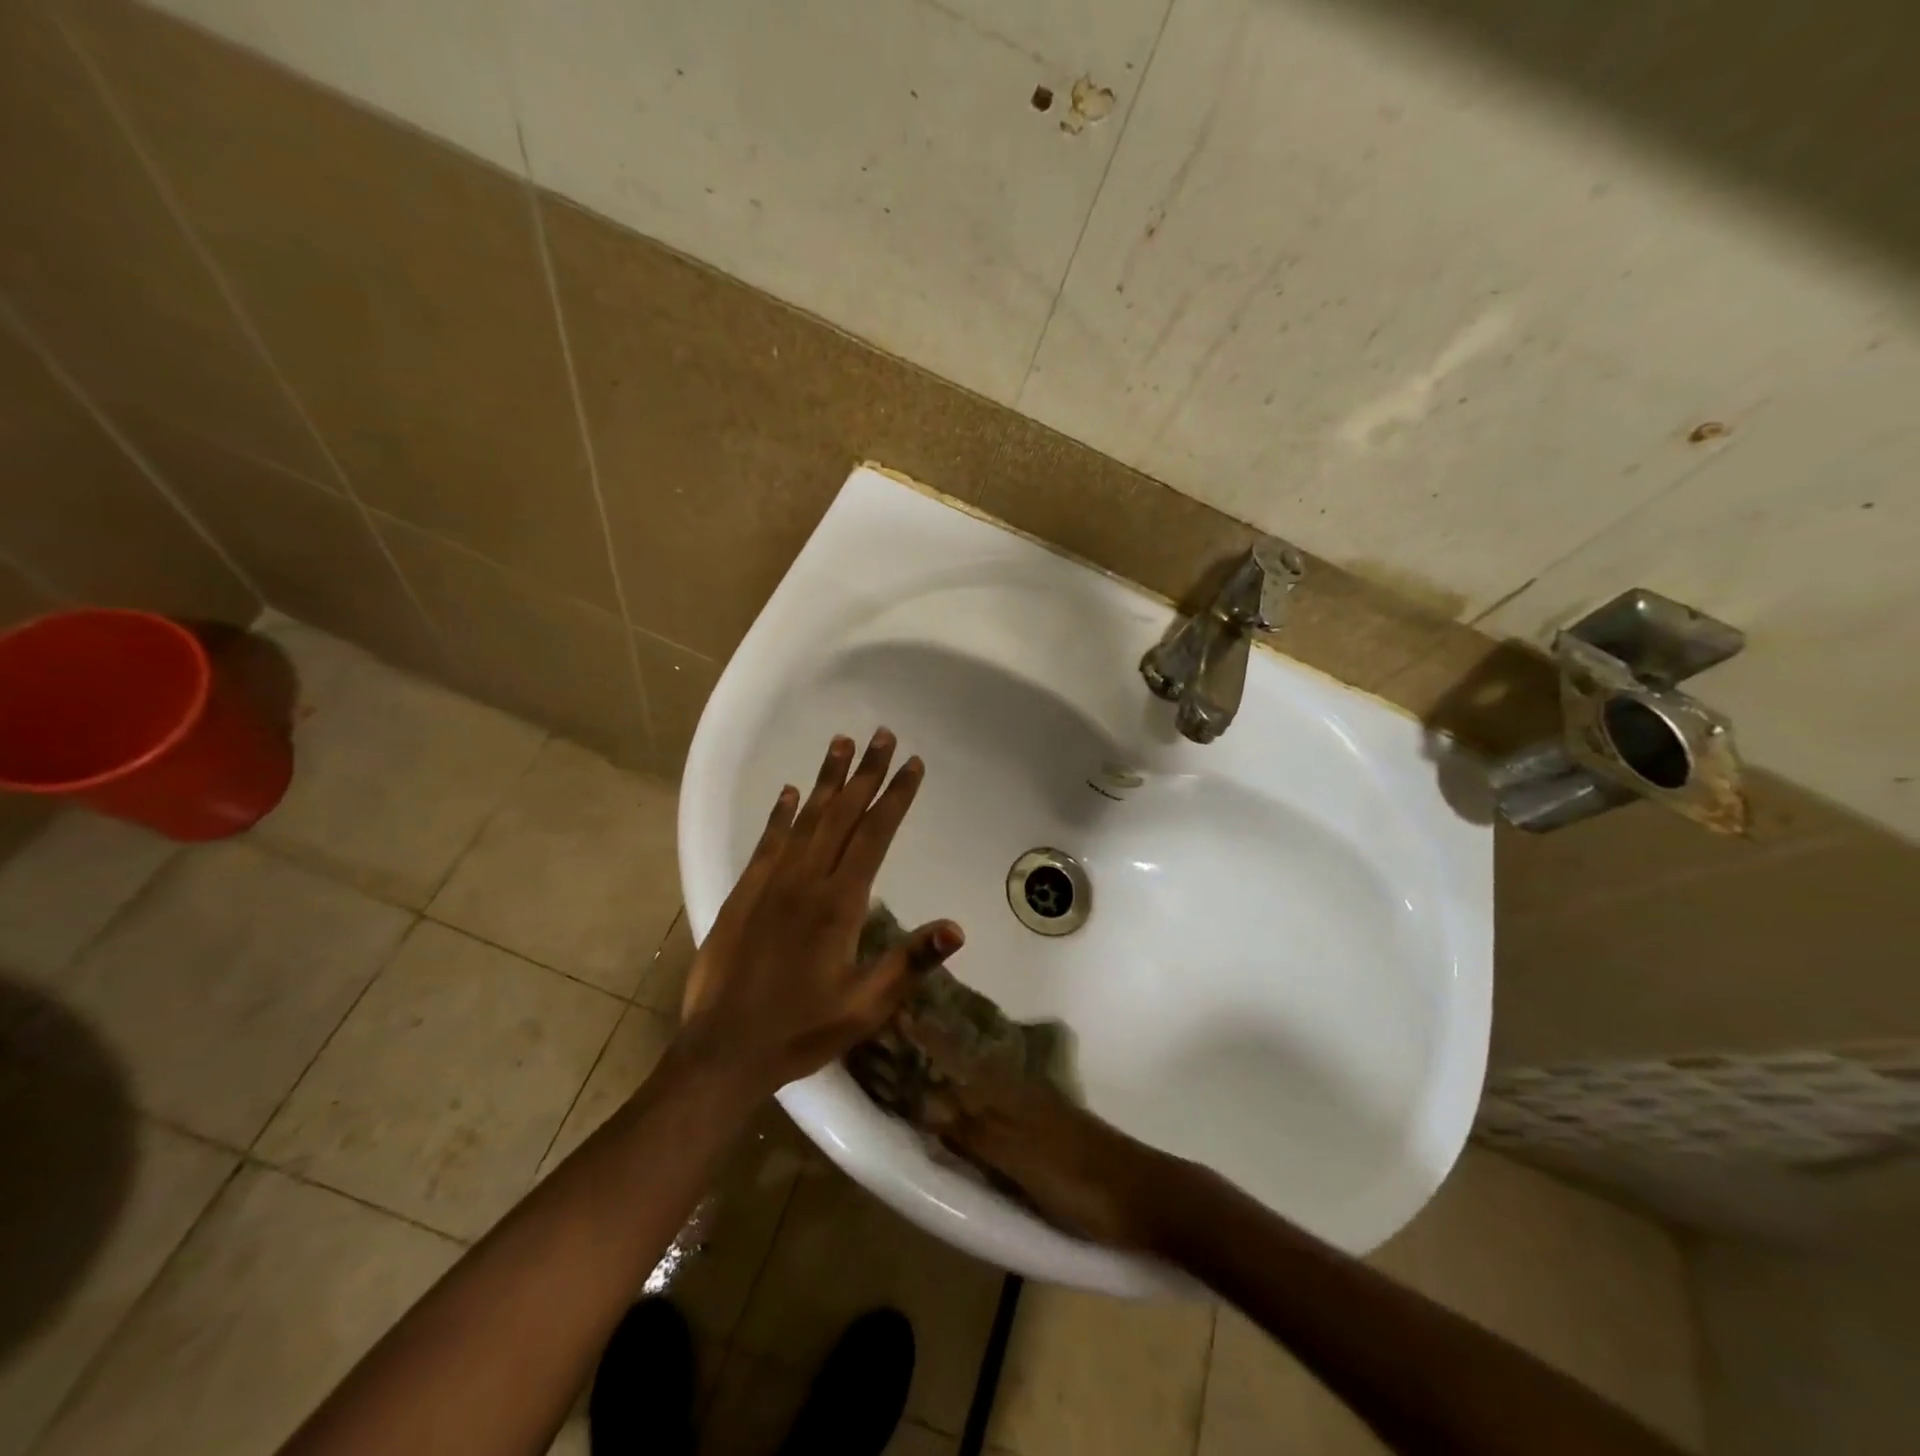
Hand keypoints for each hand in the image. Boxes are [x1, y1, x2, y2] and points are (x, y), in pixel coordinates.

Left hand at [678, 730, 963, 1097]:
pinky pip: (767, 842)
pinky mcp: (744, 893)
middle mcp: (806, 880)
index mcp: (840, 904)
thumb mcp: (865, 1006)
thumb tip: (957, 928)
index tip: (912, 765)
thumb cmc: (801, 1030)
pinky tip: (791, 792)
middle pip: (843, 814)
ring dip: (826, 779)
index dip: (896, 797)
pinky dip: (780, 814)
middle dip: (866, 773)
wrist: (723, 1050)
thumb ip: (909, 962)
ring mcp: (771, 883)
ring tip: (841, 743)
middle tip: (882, 735)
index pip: (875, 835)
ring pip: (806, 819)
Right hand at [903, 1018, 1172, 1250]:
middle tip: (901, 1035)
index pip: (959, 1060)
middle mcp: (1020, 1091)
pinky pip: (1001, 1102)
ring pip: (985, 1081)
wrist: (1145, 1195)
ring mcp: (1037, 1108)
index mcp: (1010, 1094)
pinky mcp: (1049, 1128)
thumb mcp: (1020, 1159)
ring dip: (956, 1071)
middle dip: (936, 1050)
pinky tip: (974, 1104)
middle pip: (969, 1065)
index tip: (898, 1013)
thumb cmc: (1078, 1179)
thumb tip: (921, 1102)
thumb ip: (974, 1132)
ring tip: (926, 1065)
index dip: (929, 1041)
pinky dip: (978, 1096)